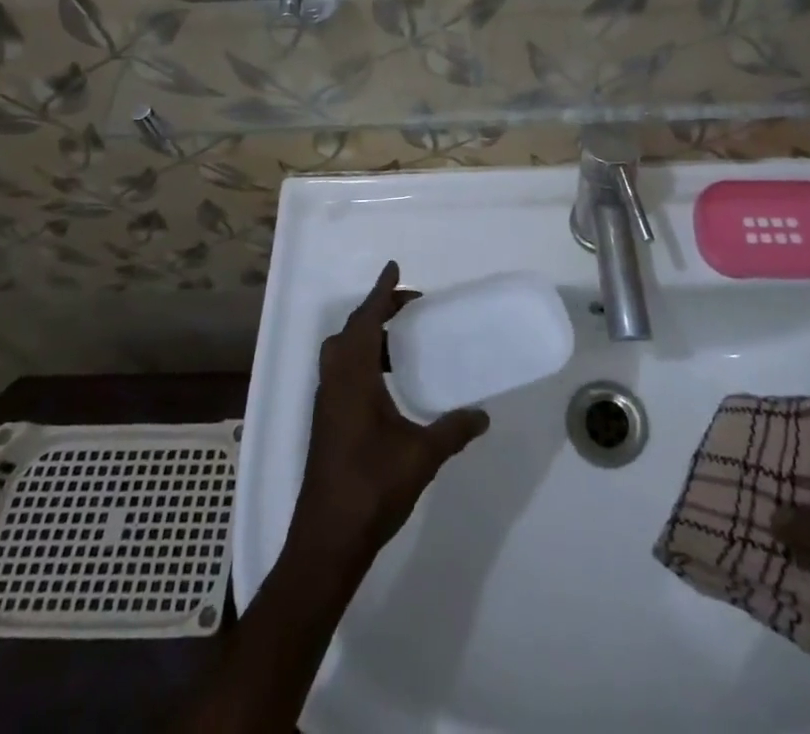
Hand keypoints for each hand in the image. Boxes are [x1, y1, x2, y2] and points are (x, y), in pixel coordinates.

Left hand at [291, 262, 489, 567]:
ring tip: (403, 342)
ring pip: (343, 352)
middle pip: (351, 331)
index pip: (366, 321)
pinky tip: (388, 383)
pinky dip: (363, 360)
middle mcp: (334, 382)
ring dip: (369, 337)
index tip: (394, 268)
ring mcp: (326, 403)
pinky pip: (342, 372)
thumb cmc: (372, 488)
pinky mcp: (326, 423)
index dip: (381, 293)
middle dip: (377, 312)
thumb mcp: (421, 456)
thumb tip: (483, 415)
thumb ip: (453, 430)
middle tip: (410, 308)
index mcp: (353, 378)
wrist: (326, 541)